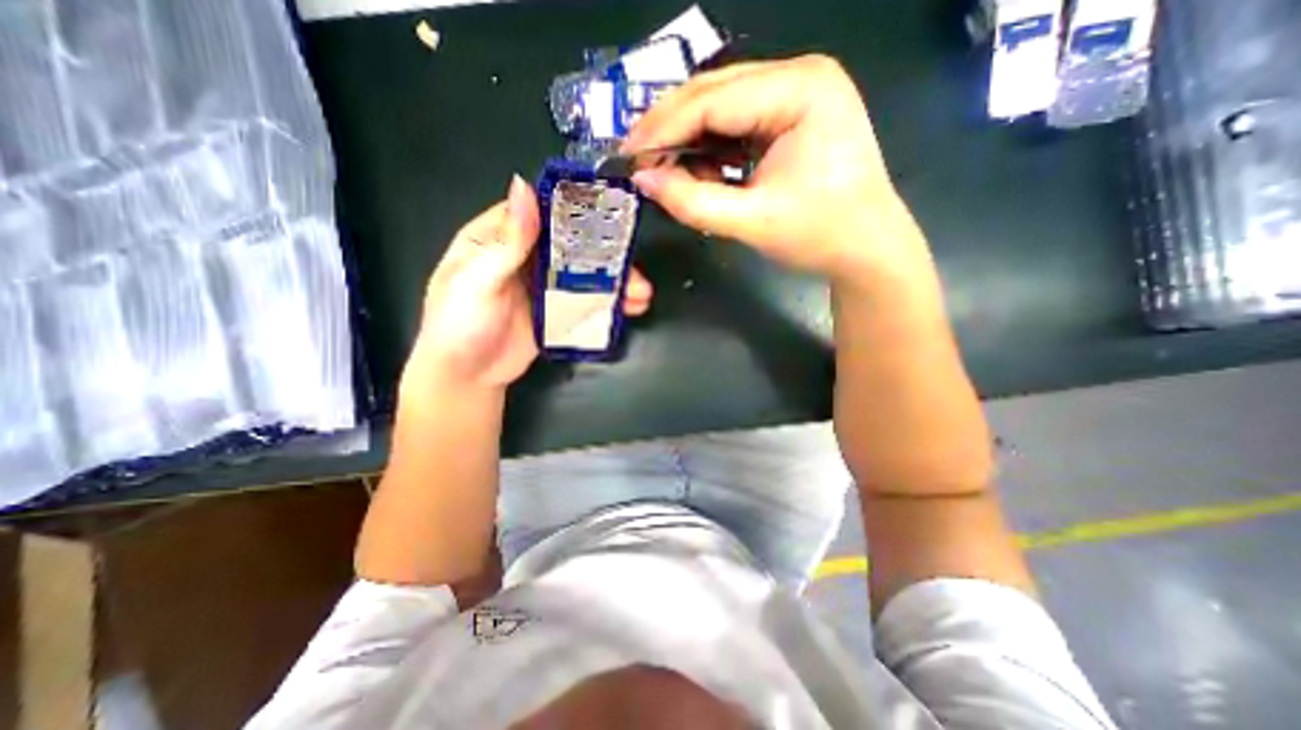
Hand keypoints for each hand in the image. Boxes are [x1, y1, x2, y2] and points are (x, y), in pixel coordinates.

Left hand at [404, 174, 654, 394]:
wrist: (468, 377)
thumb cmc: (459, 325)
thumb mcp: (475, 281)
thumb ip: (505, 243)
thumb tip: (524, 187)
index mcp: (500, 238)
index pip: (541, 211)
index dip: (574, 208)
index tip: (612, 211)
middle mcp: (526, 256)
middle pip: (573, 245)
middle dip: (607, 253)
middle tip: (634, 266)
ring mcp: (545, 286)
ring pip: (585, 273)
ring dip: (615, 281)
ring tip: (641, 293)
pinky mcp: (557, 311)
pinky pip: (587, 301)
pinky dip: (609, 303)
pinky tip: (630, 308)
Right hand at [622, 53, 916, 279]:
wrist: (866, 250)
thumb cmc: (820, 235)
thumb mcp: (752, 222)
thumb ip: (693, 201)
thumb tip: (643, 182)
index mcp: (800, 90)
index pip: (713, 100)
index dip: (663, 128)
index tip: (628, 157)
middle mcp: (799, 76)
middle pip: (715, 93)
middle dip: (671, 130)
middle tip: (637, 162)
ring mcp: (797, 94)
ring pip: (722, 107)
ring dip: (689, 140)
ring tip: (666, 173)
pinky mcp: (791, 116)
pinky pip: (737, 124)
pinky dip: (712, 149)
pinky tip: (700, 172)